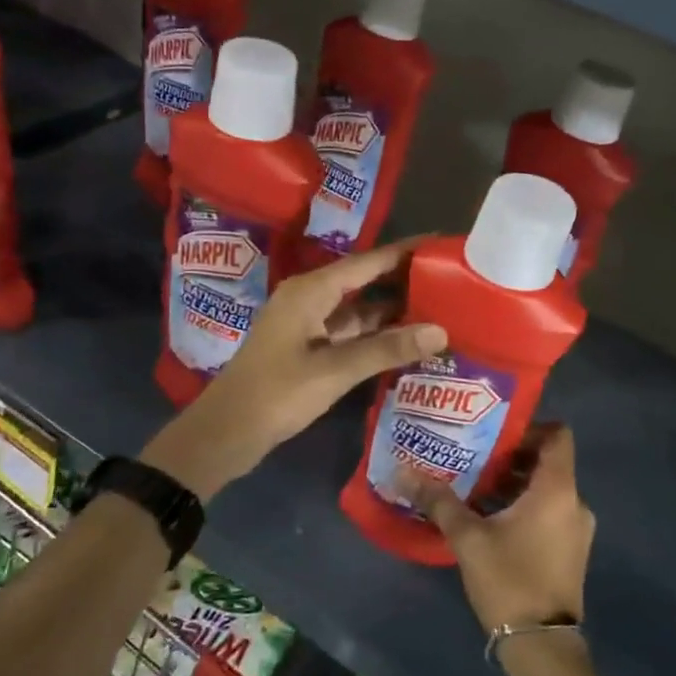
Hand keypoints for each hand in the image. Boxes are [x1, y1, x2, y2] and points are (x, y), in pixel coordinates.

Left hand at [143, 240, 447, 499]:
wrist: (227, 432)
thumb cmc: (277, 393)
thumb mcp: (335, 369)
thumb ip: (387, 348)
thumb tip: (440, 331)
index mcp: (310, 291)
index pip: (366, 262)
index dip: (403, 252)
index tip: (439, 244)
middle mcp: (308, 299)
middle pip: (363, 282)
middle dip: (402, 281)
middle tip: (449, 280)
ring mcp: (305, 324)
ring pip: (356, 309)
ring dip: (390, 311)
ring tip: (436, 309)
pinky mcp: (306, 348)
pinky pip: (347, 332)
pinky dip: (374, 335)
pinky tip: (403, 341)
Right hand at [402, 425, 593, 635]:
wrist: (541, 647)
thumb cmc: (509, 581)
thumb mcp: (468, 538)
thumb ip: (438, 501)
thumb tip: (403, 471)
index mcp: (557, 491)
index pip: (558, 436)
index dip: (529, 427)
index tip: (494, 432)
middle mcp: (574, 503)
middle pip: (548, 462)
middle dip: (510, 456)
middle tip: (472, 454)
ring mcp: (575, 529)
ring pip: (545, 489)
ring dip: (514, 483)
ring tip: (474, 483)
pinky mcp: (569, 551)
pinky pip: (548, 511)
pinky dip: (523, 505)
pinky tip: (488, 516)